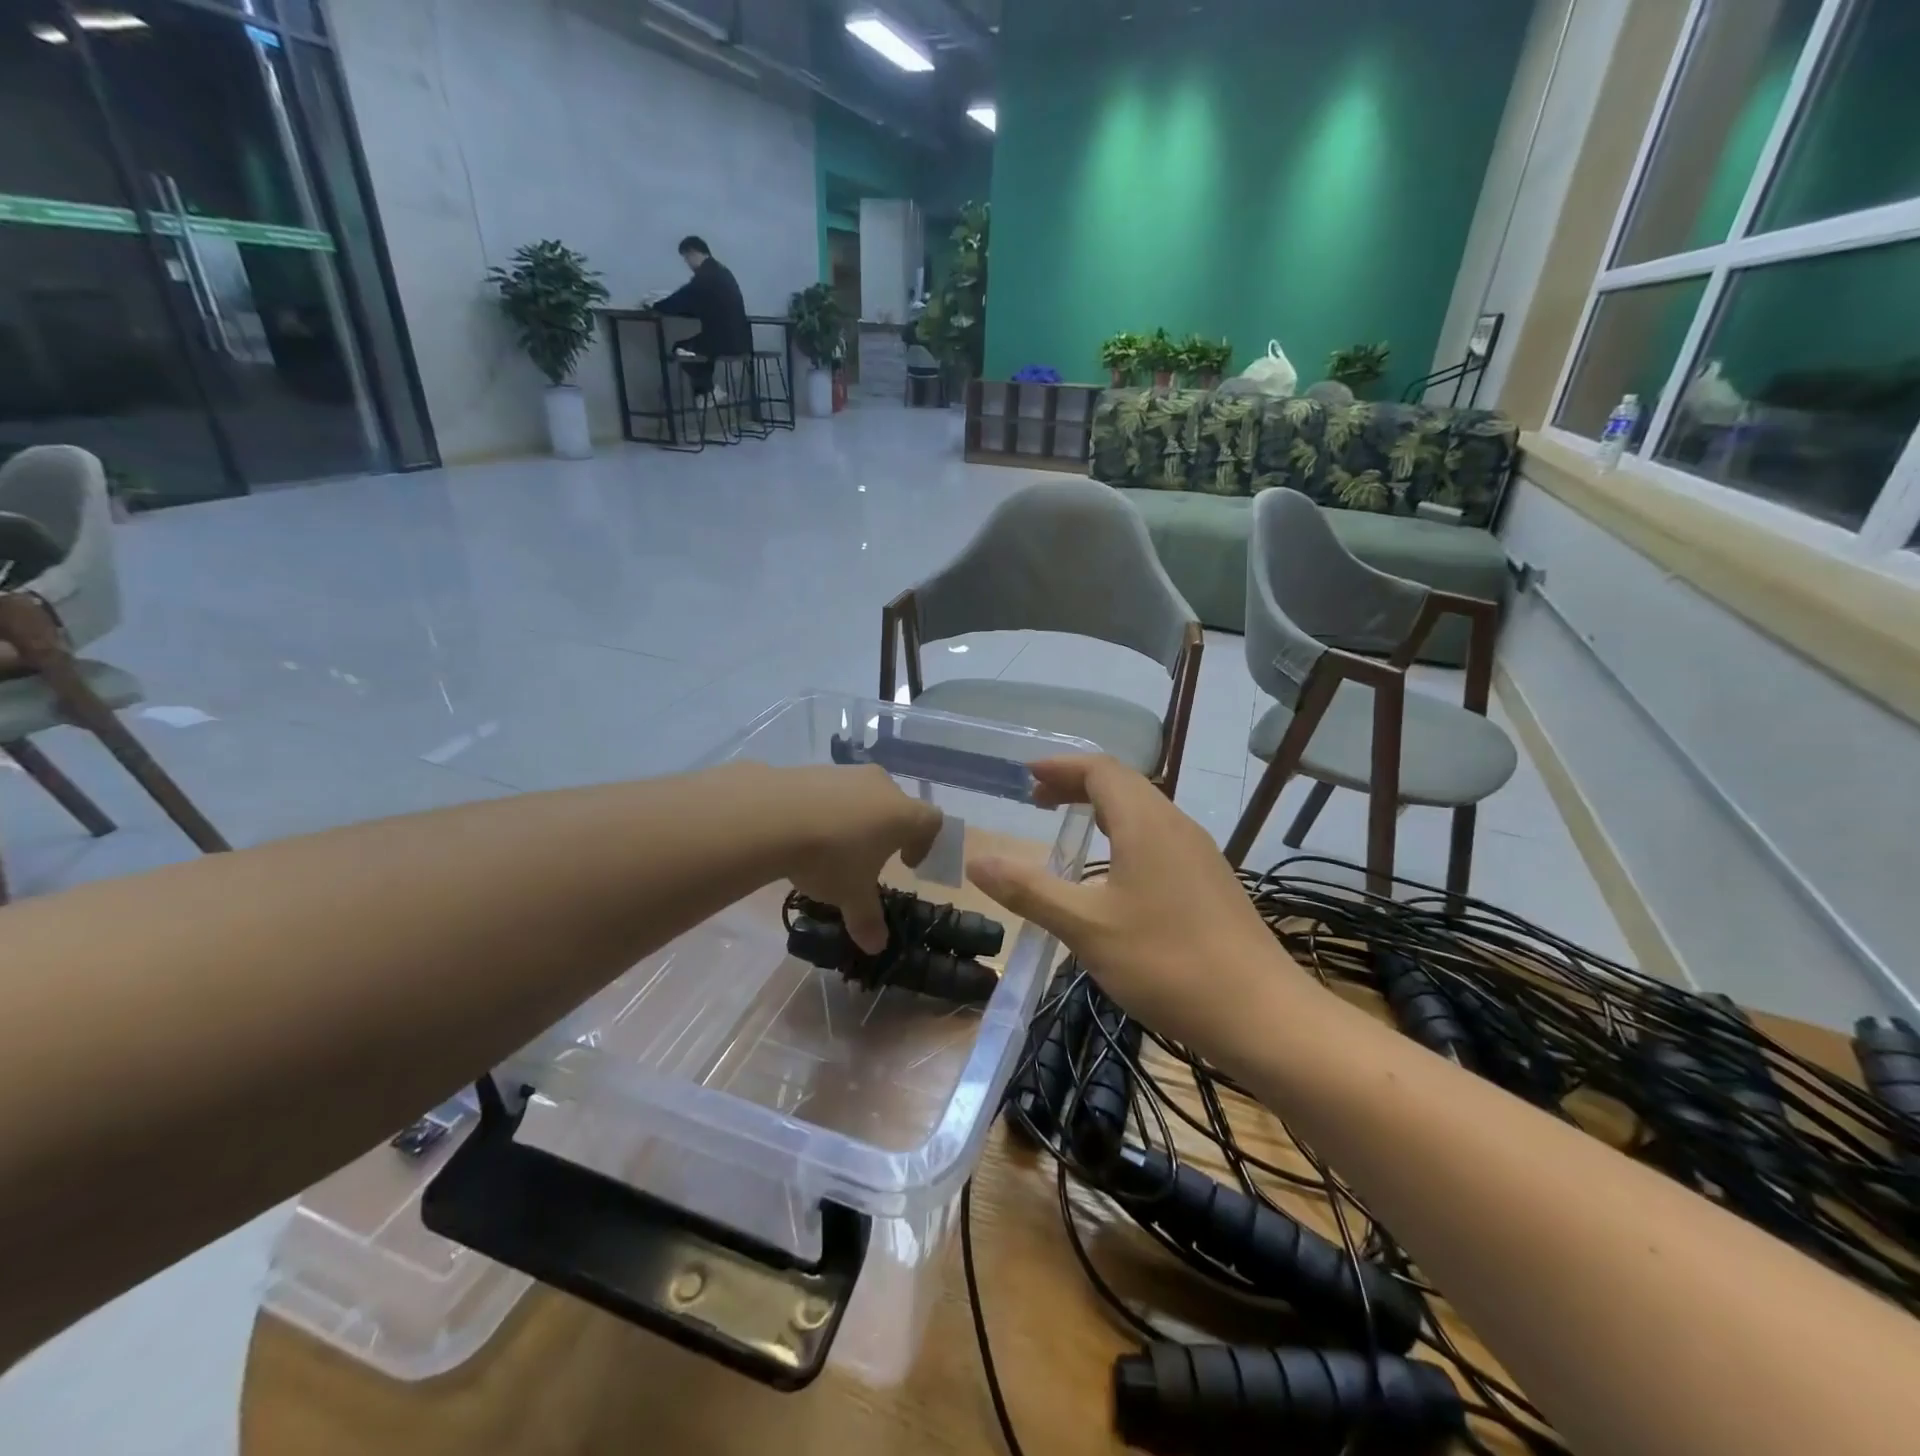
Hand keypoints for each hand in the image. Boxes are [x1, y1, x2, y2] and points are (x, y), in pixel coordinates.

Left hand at [773, 764, 942, 953]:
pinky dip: (827, 807)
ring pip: (863, 794)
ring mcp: (847, 773)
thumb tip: (876, 947)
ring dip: (856, 817)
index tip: (907, 863)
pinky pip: (831, 790)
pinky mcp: (814, 769)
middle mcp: (882, 786)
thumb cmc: (830, 856)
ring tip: (833, 845)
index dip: (925, 843)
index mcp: (903, 814)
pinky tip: (805, 829)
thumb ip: (867, 919)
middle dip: (888, 829)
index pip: (932, 821)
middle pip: (897, 804)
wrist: (772, 815)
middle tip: (870, 856)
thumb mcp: (850, 895)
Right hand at [968, 756, 1290, 1049]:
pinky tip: (1114, 873)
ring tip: (1071, 829)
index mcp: (1146, 822)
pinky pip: (1159, 837)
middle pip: (1123, 784)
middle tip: (1038, 802)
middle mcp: (1175, 825)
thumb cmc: (1167, 963)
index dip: (1060, 767)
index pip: (1100, 769)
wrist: (1262, 1015)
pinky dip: (1124, 834)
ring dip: (1102, 809)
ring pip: (1144, 811)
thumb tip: (977, 861)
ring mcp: (1199, 853)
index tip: (1025, 776)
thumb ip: (1029, 890)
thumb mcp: (1086, 928)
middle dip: (1077, 785)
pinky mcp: (1210, 881)